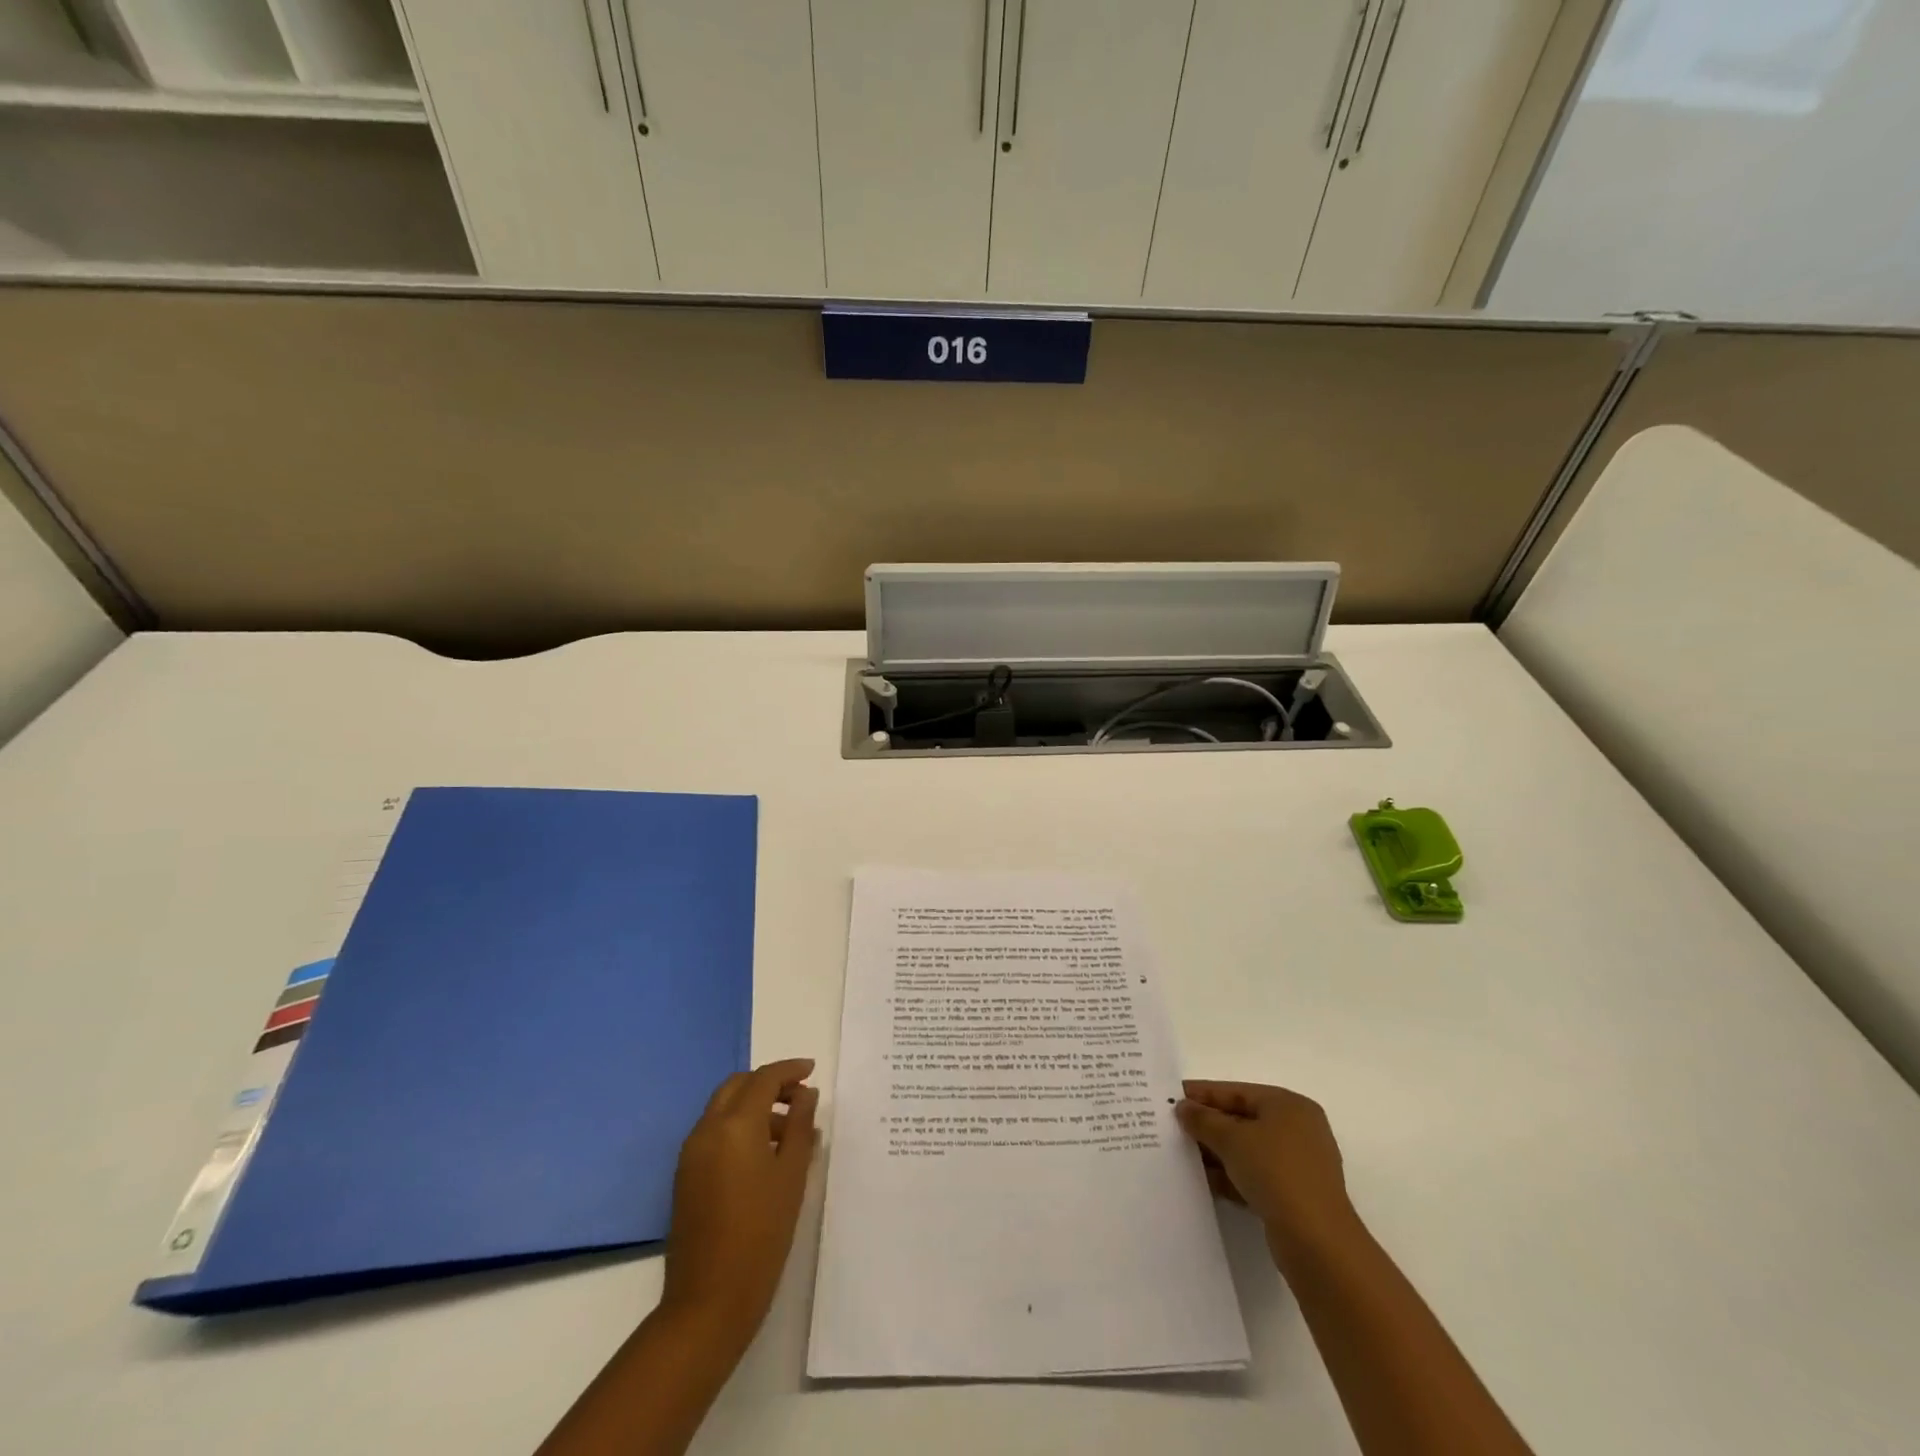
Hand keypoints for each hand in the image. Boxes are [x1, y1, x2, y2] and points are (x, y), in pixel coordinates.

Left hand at [661, 1058, 818, 1346]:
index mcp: (734, 1124)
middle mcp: (707, 1129)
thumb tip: (806, 1095)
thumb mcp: (792, 1175)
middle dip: (768, 1084)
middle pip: (738, 1086)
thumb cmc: (762, 1233)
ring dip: (754, 1106)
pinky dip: (738, 1128)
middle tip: (799, 1098)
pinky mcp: (685, 1176)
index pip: (763, 1079)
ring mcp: (691, 1153)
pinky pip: (714, 1133)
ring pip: (724, 1108)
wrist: (709, 1300)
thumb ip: (801, 1126)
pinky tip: (763, 1156)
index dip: (789, 1070)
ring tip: (789, 1133)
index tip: (811, 1070)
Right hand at [1176, 1080, 1360, 1261]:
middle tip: (1174, 1127)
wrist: (1317, 1242)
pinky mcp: (1296, 1196)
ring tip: (1183, 1155)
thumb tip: (1184, 1107)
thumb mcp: (1231, 1139)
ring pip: (1248, 1150)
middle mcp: (1298, 1130)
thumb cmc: (1275, 1172)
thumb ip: (1203, 1120)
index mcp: (1289, 1105)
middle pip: (1243, 1120)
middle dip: (1209, 1125)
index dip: (1203, 1093)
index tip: (1173, 1096)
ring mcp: (1299, 1165)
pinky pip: (1256, 1176)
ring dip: (1217, 1153)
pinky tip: (1206, 1182)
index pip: (1237, 1091)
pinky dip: (1232, 1176)